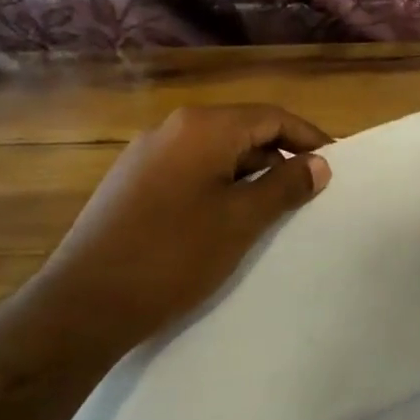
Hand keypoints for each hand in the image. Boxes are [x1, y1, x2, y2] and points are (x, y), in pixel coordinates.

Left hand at [19, 104, 331, 351]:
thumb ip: (284, 185)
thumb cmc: (173, 255)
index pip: (271, 116)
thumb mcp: (241, 220)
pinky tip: (226, 218)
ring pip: (215, 152)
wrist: (84, 303)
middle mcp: (172, 128)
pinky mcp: (131, 182)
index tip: (335, 164)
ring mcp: (146, 155)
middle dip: (280, 156)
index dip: (308, 137)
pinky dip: (219, 184)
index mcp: (202, 127)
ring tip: (274, 208)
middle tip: (309, 191)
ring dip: (250, 173)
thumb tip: (318, 164)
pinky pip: (189, 170)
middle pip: (242, 130)